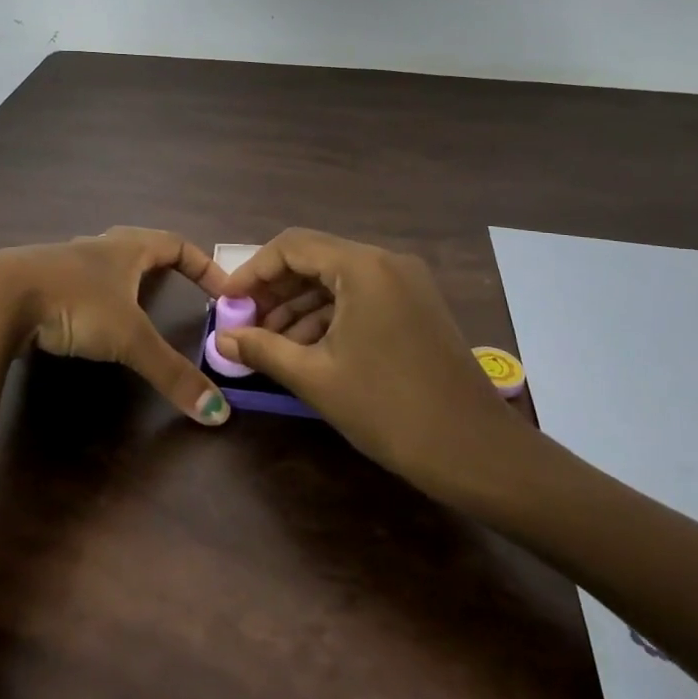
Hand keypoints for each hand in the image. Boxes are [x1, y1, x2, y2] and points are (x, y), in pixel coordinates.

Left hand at [0, 227, 233, 424]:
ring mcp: (63, 261)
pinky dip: (89, 296)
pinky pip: (74, 282)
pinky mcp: (37, 281)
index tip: (222, 289)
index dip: (202, 264)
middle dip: (162, 264)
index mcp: (125, 249)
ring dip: (122, 277)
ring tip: (134, 304)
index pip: (175, 243)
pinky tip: (83, 319)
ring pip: (102, 261)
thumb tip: (218, 413)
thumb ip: (171, 373)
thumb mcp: (129, 339)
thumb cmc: (75, 303)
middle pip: (138, 245)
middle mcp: (96, 248)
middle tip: (179, 288)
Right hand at [216, 228, 538, 504]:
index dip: (253, 271)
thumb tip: (221, 337)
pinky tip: (305, 348)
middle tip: (244, 322)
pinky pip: (360, 297)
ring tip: (268, 342)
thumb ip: (263, 348)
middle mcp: (386, 261)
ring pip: (337, 280)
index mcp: (363, 266)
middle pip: (315, 259)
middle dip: (275, 290)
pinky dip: (329, 316)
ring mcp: (406, 283)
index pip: (292, 246)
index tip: (227, 302)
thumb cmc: (389, 409)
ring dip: (299, 306)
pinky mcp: (415, 306)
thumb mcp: (316, 377)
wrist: (476, 452)